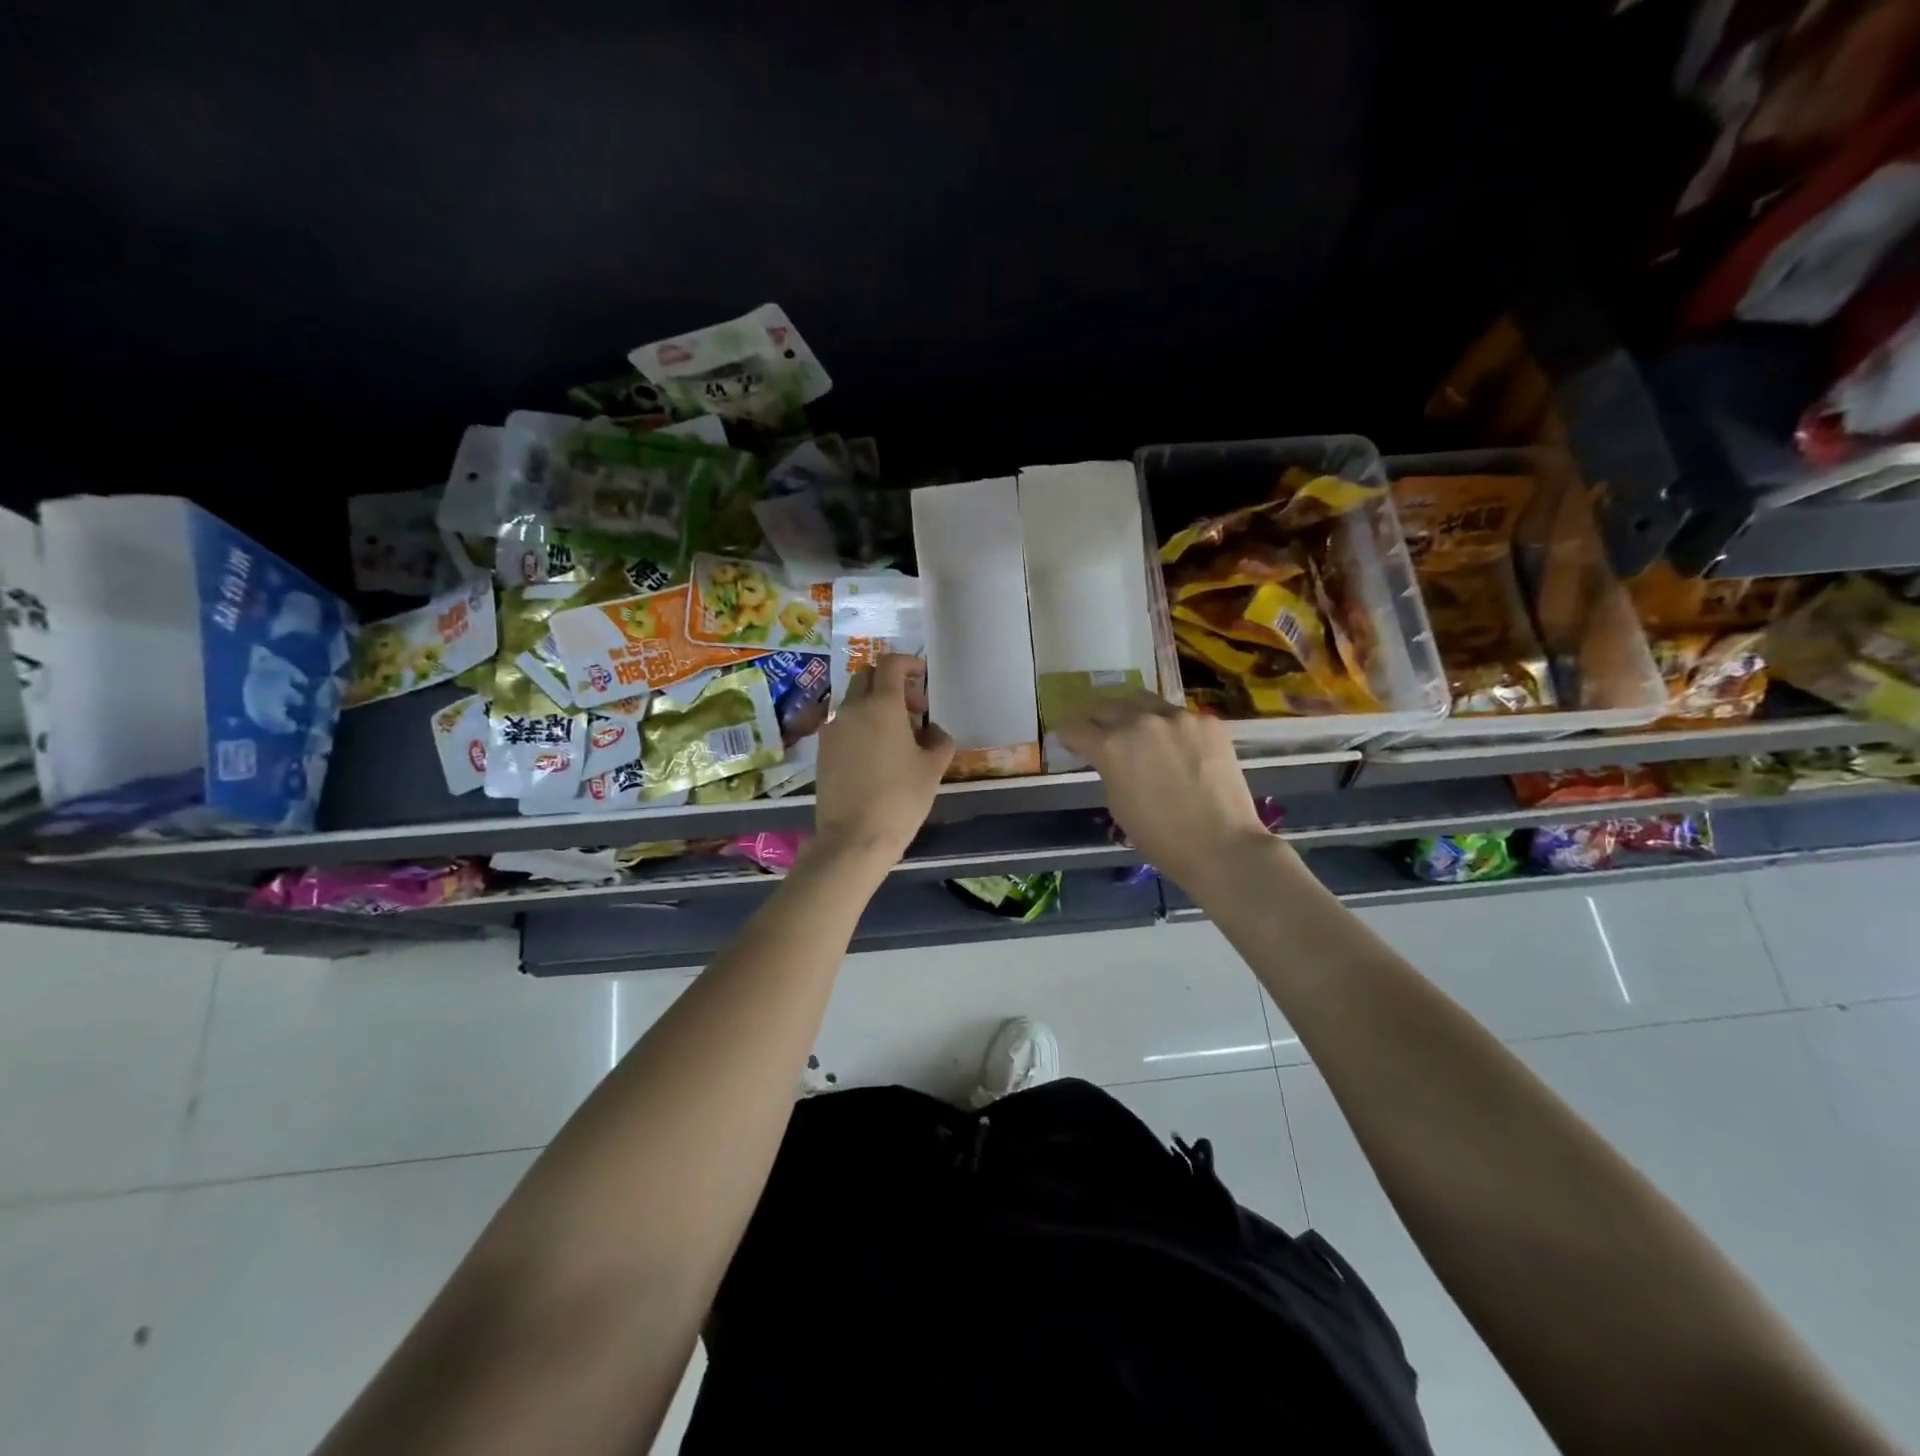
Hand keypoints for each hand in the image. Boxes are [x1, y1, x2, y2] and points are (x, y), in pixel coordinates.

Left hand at [811, 654, 953, 866]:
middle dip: (891, 684)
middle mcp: (852, 708)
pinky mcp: (822, 749)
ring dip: (874, 705)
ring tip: (896, 735)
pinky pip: (843, 723)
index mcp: (882, 705)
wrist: (854, 837)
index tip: (922, 676)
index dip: (908, 663)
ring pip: (853, 700)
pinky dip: (860, 725)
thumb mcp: (932, 769)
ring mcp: (832, 728)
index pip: (890, 664)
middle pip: (867, 677)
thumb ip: (939, 741)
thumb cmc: (900, 799)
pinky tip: (875, 753)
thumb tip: (935, 732)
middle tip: (913, 710)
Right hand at [1059, 693, 1277, 890]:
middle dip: (1096, 719)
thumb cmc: (1159, 837)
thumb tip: (1110, 758)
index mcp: (1111, 746)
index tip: (1070, 741)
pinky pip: (1179, 715)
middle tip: (1098, 731)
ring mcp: (1178, 717)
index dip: (1068, 735)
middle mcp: (1140, 722)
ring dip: (1132, 713)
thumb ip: (1108, 769)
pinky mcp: (1208, 722)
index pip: (1076, 727)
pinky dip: (1170, 726)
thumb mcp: (1117, 802)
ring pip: (1143, 701)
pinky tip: (1177, 746)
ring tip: (1136, 729)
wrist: (1220, 845)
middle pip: (1106, 706)